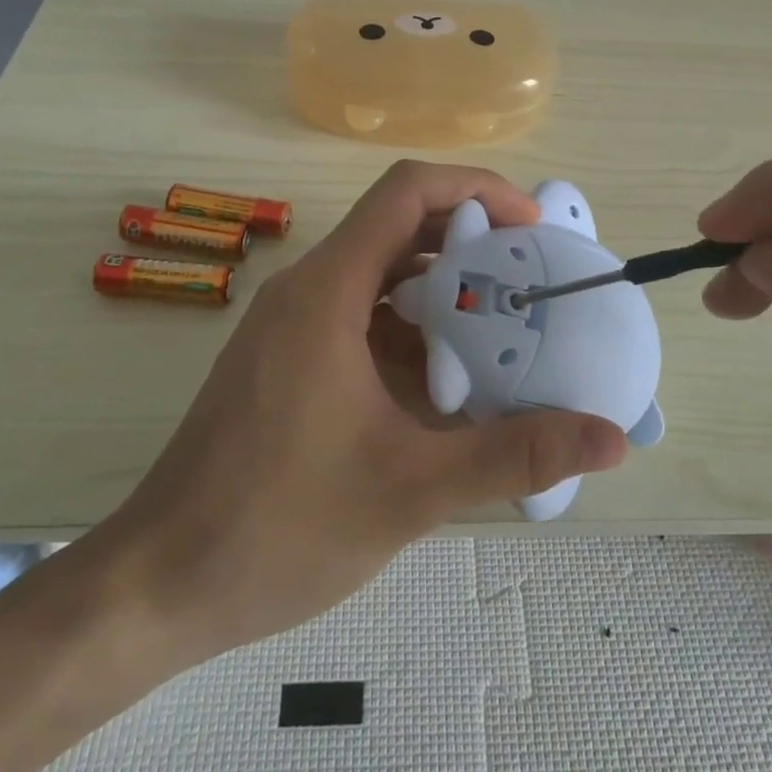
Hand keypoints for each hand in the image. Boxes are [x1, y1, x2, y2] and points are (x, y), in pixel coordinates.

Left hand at [90, 160, 626, 666]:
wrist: (160, 581)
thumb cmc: (279, 525)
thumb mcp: (411, 489)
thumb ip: (514, 454)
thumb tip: (610, 439)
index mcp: (327, 291)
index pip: (406, 191)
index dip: (475, 190)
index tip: (530, 231)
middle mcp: (307, 290)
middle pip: (398, 228)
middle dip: (470, 245)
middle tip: (532, 285)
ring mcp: (291, 324)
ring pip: (379, 276)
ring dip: (441, 294)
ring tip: (503, 334)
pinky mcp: (285, 358)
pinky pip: (359, 317)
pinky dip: (409, 332)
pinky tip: (447, 386)